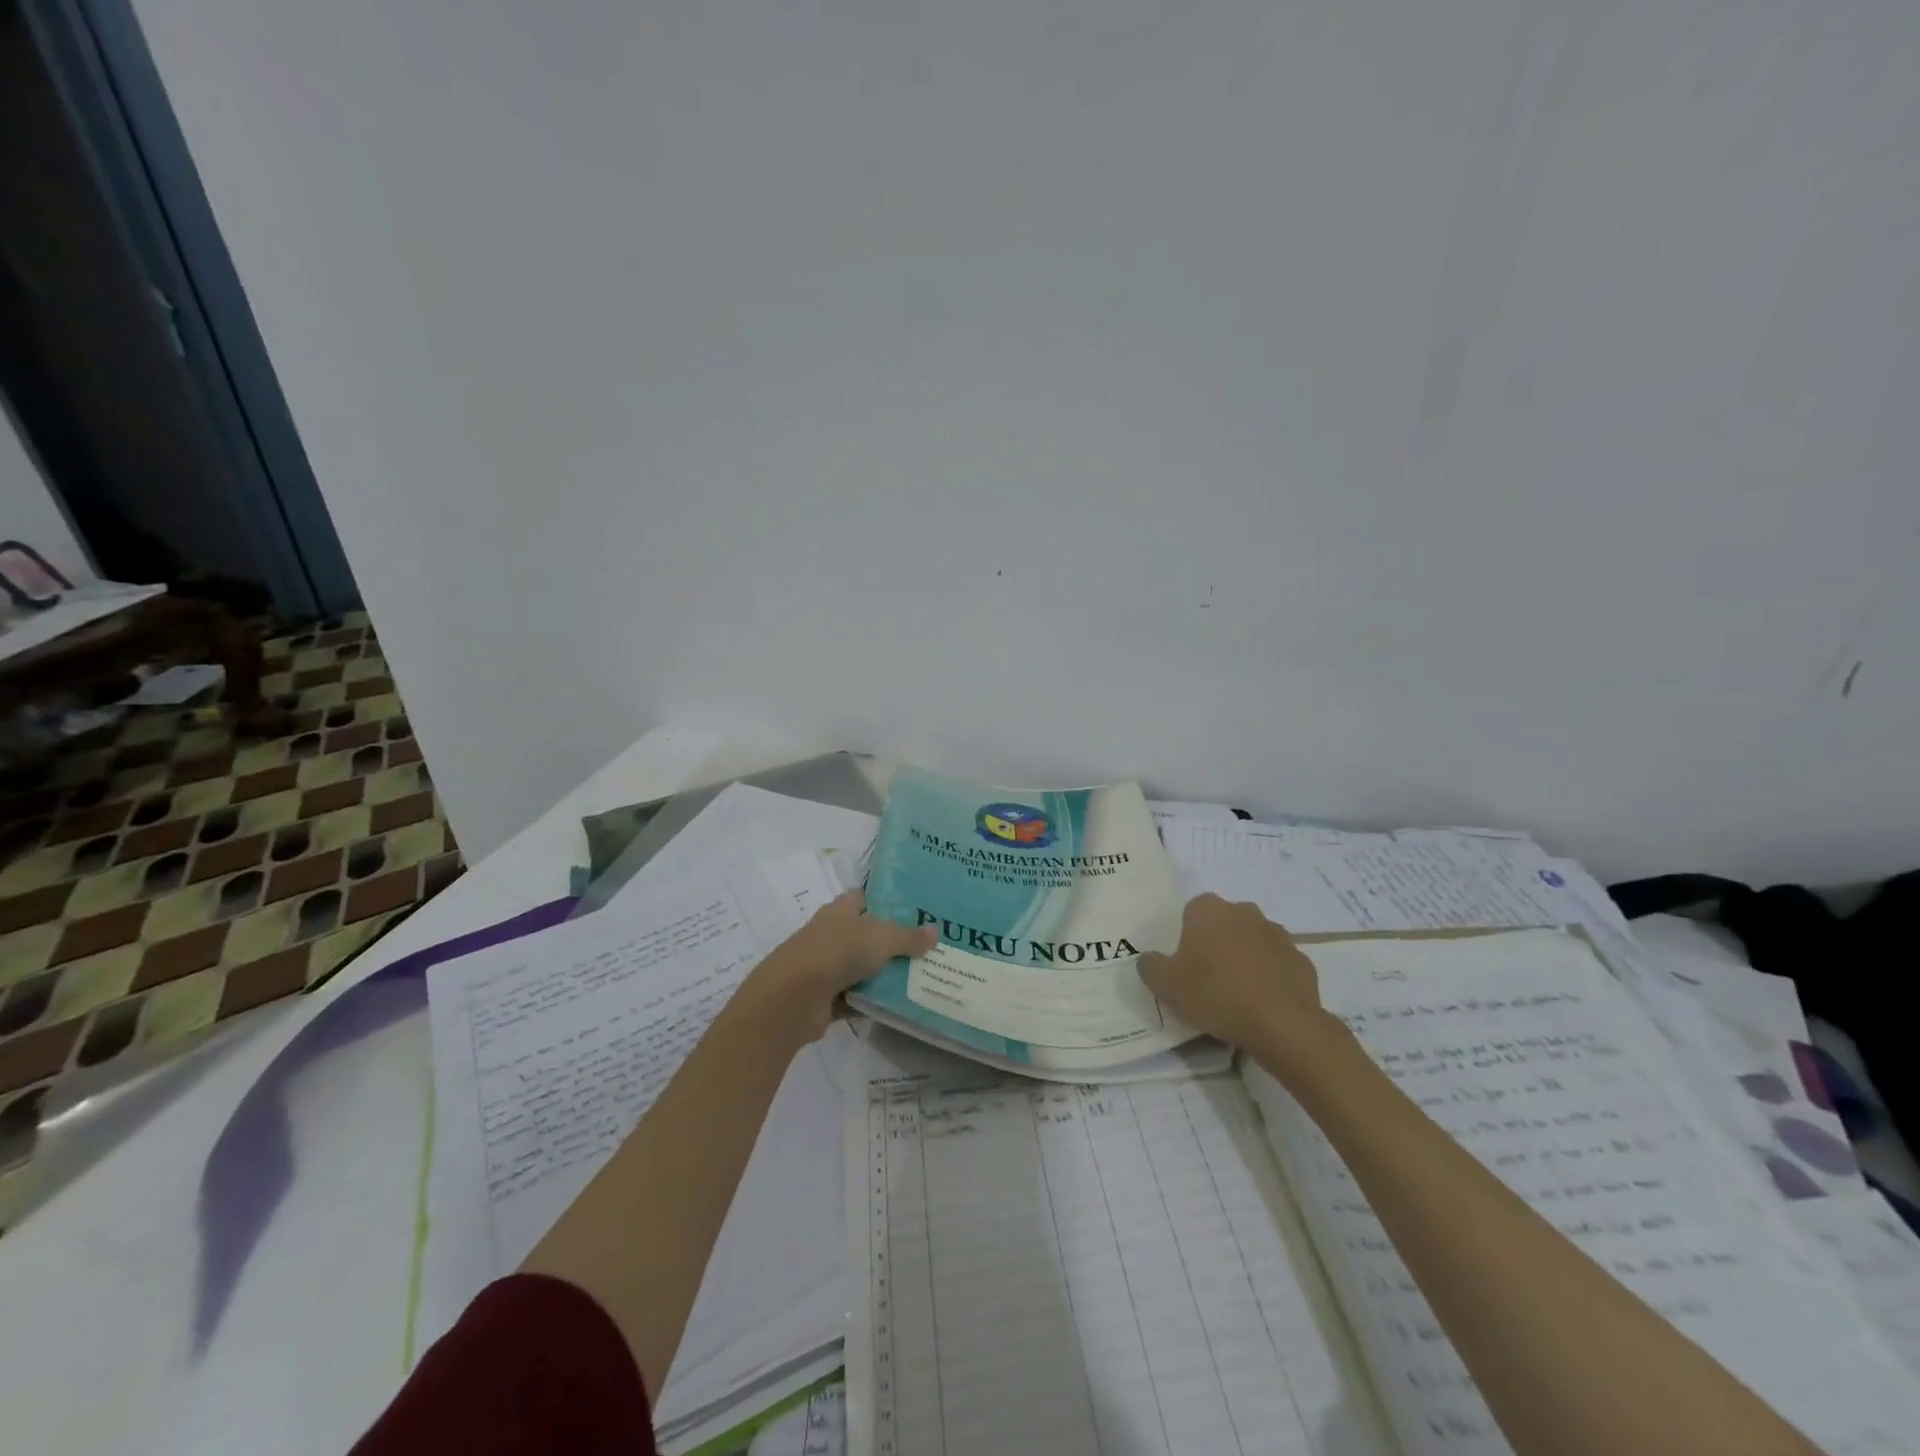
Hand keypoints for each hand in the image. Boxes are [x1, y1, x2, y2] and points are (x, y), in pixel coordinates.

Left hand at [739, 890, 936, 1042]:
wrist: (794, 997)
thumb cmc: (838, 951)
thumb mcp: (882, 938)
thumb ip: (909, 936)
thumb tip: (935, 931)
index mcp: (841, 911)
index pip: (864, 898)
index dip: (885, 902)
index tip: (914, 911)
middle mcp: (831, 935)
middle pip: (866, 935)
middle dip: (892, 942)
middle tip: (927, 949)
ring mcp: (825, 967)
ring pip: (862, 968)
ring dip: (883, 975)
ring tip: (920, 979)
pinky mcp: (824, 998)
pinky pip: (855, 998)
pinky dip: (871, 1003)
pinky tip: (897, 1007)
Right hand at [1138, 894, 1339, 1065]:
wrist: (1282, 1024)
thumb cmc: (1216, 994)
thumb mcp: (1165, 985)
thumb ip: (1150, 966)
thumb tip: (1149, 959)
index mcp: (1209, 910)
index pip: (1192, 911)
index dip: (1187, 935)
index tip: (1185, 963)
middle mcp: (1245, 912)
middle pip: (1224, 923)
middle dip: (1217, 943)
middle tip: (1207, 977)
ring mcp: (1278, 934)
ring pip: (1253, 941)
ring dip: (1245, 958)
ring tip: (1237, 994)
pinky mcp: (1301, 961)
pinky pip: (1278, 965)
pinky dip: (1270, 978)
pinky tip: (1263, 1004)